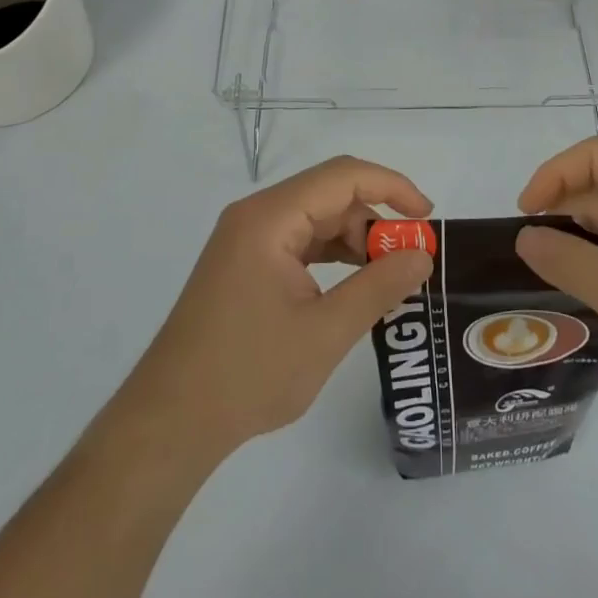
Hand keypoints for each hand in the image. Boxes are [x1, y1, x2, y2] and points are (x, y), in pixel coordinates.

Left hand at [115, 157, 434, 458]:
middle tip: (411, 259)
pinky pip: (299, 242)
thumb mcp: (325, 332)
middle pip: (329, 194)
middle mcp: (256, 216)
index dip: (391, 186)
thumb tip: (422, 255)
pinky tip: (353, 285)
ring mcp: (247, 239)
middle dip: (375, 219)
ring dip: (355, 239)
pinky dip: (331, 256)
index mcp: (270, 218)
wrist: (170, 422)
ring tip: (387, 276)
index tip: (427, 217)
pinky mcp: (245, 264)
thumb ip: (379, 286)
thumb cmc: (248, 374)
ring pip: (316, 218)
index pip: (343, 176)